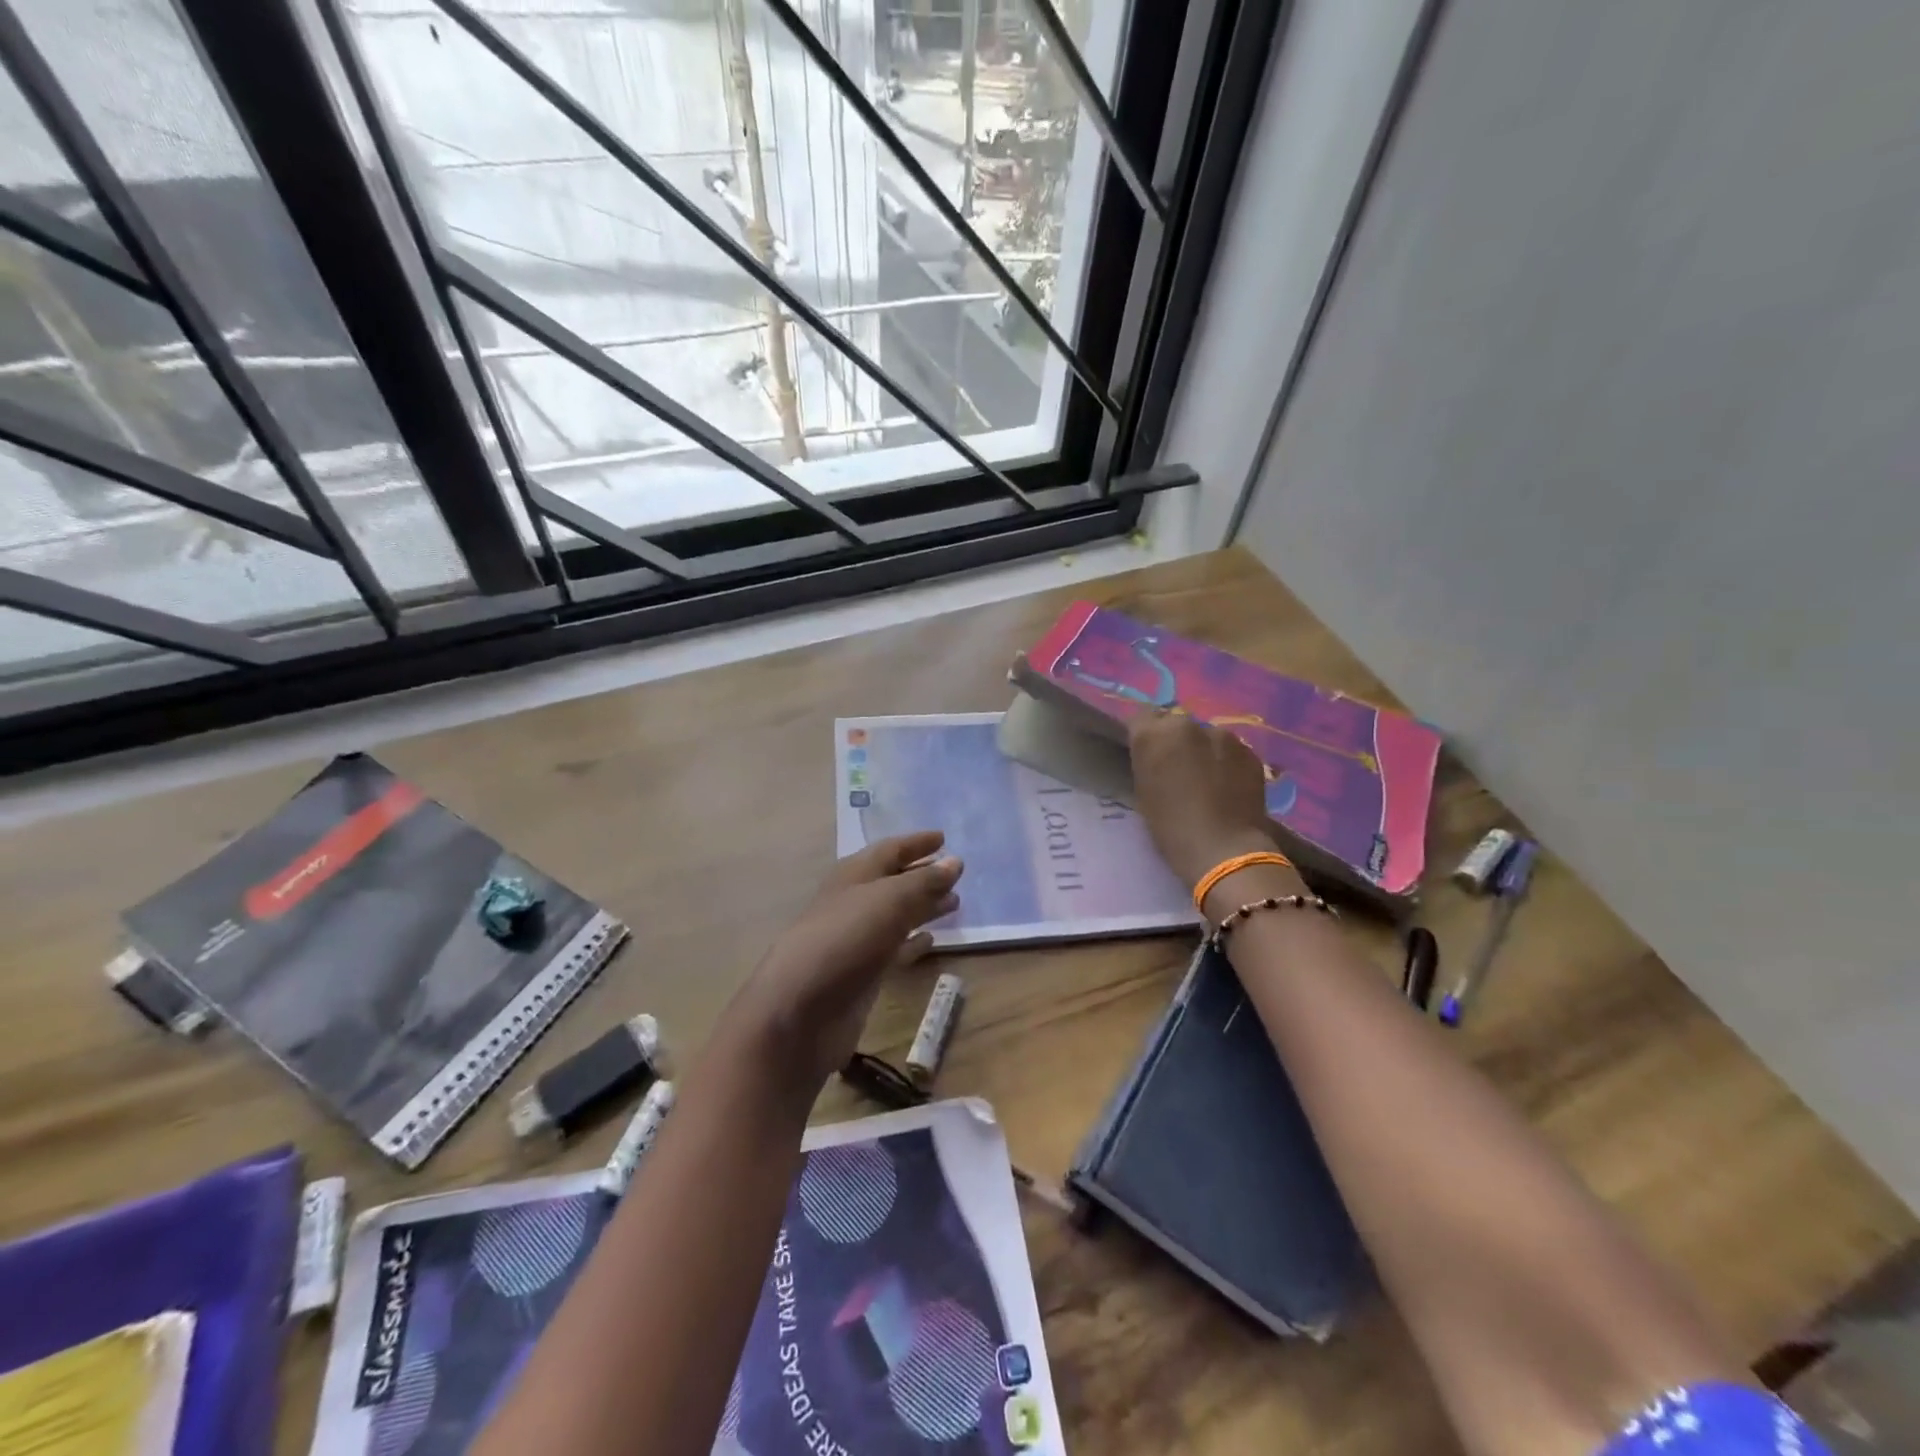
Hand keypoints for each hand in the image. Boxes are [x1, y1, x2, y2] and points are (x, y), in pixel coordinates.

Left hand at [728, 831, 962, 1091]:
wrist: (801, 1010)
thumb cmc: (845, 940)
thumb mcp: (889, 900)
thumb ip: (924, 882)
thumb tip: (954, 862)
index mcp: (854, 875)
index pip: (890, 850)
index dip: (916, 843)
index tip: (944, 838)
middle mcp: (854, 901)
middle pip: (893, 881)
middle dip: (923, 875)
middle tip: (957, 873)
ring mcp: (856, 938)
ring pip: (896, 915)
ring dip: (923, 907)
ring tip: (955, 903)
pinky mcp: (862, 973)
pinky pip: (894, 949)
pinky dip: (913, 942)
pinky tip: (932, 941)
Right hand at [1128, 711, 1279, 888]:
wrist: (1223, 848)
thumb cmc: (1170, 826)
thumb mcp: (1144, 791)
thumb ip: (1148, 762)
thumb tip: (1156, 754)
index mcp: (1153, 734)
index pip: (1140, 718)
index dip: (1143, 734)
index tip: (1146, 752)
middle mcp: (1186, 725)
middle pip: (1175, 723)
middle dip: (1174, 740)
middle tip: (1177, 767)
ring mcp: (1222, 735)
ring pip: (1205, 736)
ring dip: (1203, 750)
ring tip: (1207, 779)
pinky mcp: (1249, 750)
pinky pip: (1230, 750)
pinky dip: (1226, 762)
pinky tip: (1228, 786)